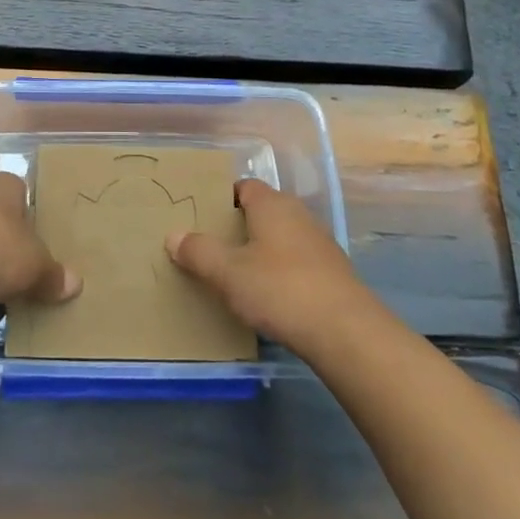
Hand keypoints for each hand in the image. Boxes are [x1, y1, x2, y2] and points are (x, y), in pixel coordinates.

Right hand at [166, 179, 366, 351]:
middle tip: (212, 248)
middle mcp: (298, 214)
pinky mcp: (332, 272)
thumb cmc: (280, 289)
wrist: (346, 332)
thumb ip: (199, 252)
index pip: (244, 187)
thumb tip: (173, 235)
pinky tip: (268, 297)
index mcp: (272, 204)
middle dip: (239, 227)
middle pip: (262, 211)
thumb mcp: (228, 273)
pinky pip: (296, 261)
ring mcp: (319, 243)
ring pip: (280, 237)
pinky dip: (280, 271)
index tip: (202, 218)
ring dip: (260, 251)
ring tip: (235, 275)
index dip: (222, 199)